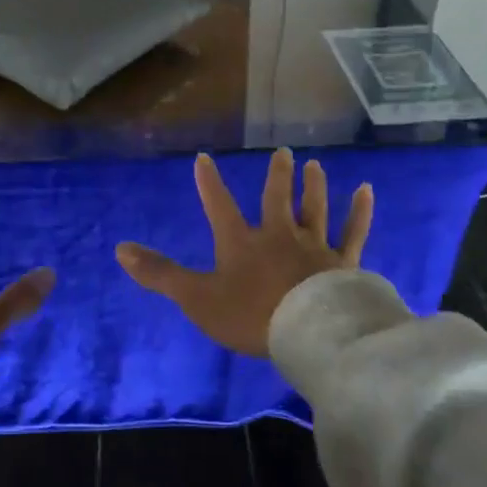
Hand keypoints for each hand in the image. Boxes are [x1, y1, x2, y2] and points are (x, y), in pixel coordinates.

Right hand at [116, 148, 372, 356]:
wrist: (308, 333)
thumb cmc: (250, 315)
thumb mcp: (197, 298)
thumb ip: (160, 274)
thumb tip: (120, 249)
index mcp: (241, 242)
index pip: (220, 205)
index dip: (209, 182)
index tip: (204, 158)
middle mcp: (279, 235)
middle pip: (277, 198)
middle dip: (278, 176)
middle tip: (284, 153)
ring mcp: (314, 246)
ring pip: (315, 209)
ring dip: (314, 186)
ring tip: (315, 165)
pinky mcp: (343, 262)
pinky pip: (353, 232)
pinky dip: (360, 211)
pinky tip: (366, 190)